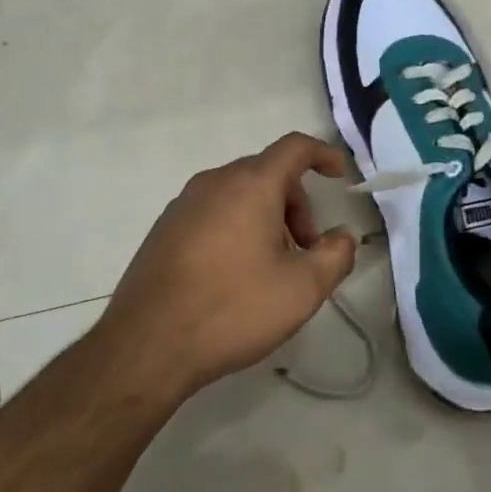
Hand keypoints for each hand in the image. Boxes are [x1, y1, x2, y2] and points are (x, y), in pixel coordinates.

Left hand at [98, 132, 357, 396]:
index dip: (323, 155)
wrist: (146, 344)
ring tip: (271, 269)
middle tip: (307, 252)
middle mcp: (214, 182)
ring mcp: (183, 204)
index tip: (341, 177)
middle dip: (297, 205)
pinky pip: (213, 213)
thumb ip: (335, 256)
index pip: (294, 147)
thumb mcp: (301, 290)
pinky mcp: (164, 228)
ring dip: (267, 219)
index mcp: (250, 185)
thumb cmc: (232, 309)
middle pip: (267, 174)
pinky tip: (234, 276)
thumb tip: (343, 236)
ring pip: (239, 195)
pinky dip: (236, 228)